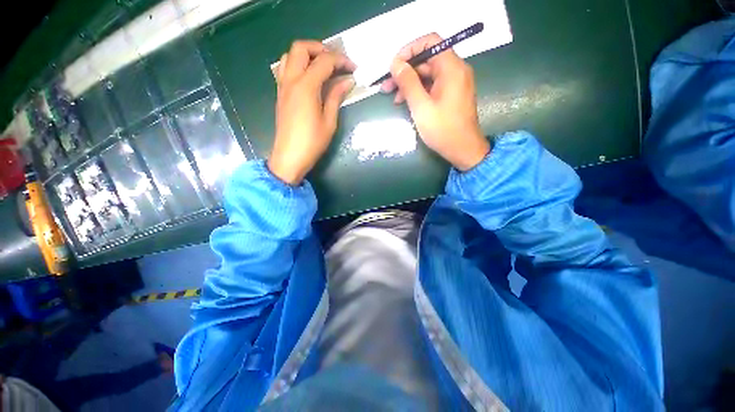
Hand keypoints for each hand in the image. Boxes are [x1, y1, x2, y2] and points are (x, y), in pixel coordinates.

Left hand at [268, 40, 355, 184]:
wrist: (290, 157)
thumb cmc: (312, 142)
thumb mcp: (329, 121)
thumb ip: (336, 97)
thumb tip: (347, 81)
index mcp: (306, 87)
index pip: (324, 61)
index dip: (341, 61)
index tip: (353, 68)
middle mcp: (291, 80)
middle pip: (301, 48)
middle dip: (320, 49)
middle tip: (335, 62)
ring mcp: (282, 86)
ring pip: (289, 55)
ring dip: (306, 55)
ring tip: (322, 68)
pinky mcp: (280, 94)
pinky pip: (285, 69)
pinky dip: (297, 65)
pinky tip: (310, 79)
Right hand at [381, 34, 489, 170]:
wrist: (462, 150)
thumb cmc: (442, 129)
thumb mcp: (421, 107)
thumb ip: (408, 82)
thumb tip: (395, 63)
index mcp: (451, 68)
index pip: (430, 42)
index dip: (409, 49)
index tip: (394, 65)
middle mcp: (455, 70)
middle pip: (427, 60)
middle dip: (405, 71)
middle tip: (386, 85)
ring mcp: (453, 83)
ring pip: (427, 74)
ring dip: (409, 83)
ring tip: (391, 96)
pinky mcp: (450, 95)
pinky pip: (432, 86)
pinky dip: (418, 91)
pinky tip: (405, 102)